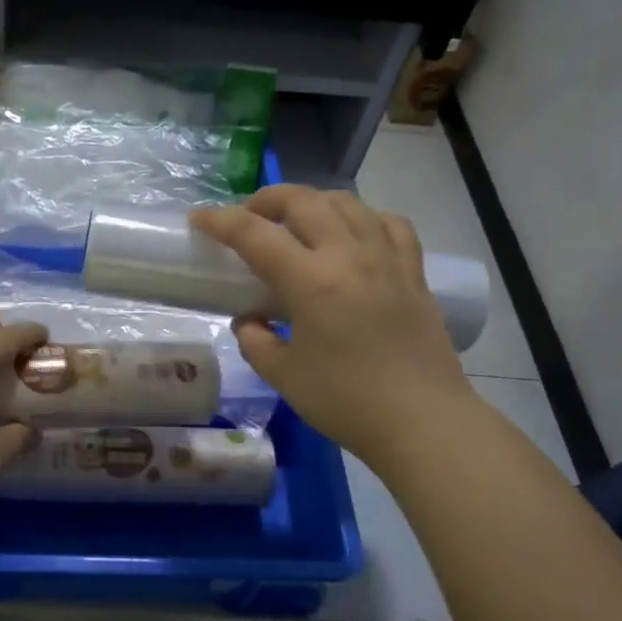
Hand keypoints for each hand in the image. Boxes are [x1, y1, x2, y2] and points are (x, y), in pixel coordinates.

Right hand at [190, 186, 473, 464]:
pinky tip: (353, 232)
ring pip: (347, 203)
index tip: (199, 219)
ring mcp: (387, 259)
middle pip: (303, 201)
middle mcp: (349, 256)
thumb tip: (250, 321)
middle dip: (266, 199)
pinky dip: (363, 217)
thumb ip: (256, 341)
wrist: (423, 421)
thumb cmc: (346, 401)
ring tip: (296, 221)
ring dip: (312, 202)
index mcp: (311, 281)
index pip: (255, 234)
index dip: (220, 221)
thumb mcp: (283, 376)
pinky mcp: (414, 272)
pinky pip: (389, 223)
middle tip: (248, 218)